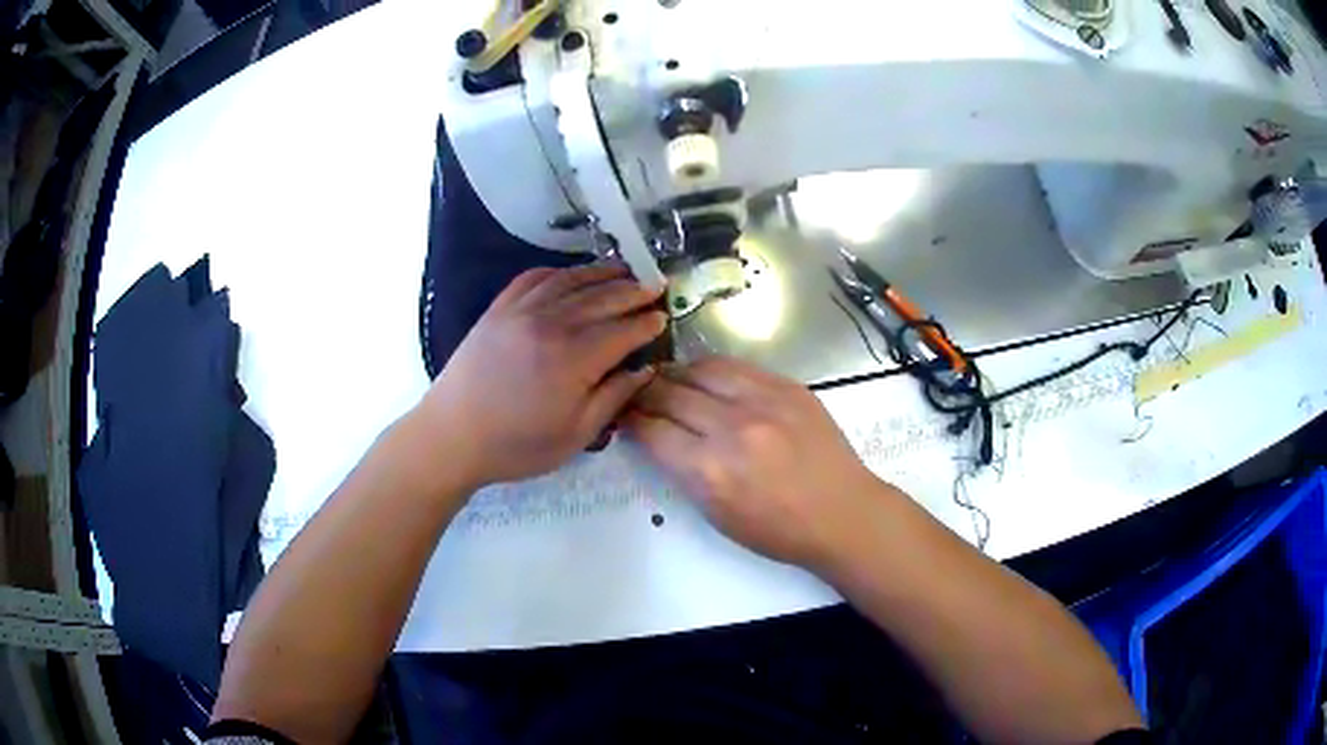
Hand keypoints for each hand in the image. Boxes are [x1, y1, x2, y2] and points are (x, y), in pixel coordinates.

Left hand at [416, 264, 666, 486]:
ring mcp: (521, 310)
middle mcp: (551, 323)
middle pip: (602, 298)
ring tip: (624, 271)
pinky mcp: (498, 309)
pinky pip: (534, 278)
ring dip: (602, 273)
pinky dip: (559, 272)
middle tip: (656, 286)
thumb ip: (614, 398)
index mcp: (574, 358)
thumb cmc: (517, 445)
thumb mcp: (576, 435)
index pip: (623, 331)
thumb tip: (644, 370)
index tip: (664, 318)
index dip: (647, 323)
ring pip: (571, 281)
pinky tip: (572, 274)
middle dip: (633, 291)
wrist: (452, 436)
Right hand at [623, 356, 891, 567]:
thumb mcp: (717, 515)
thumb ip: (683, 472)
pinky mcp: (787, 387)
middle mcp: (731, 428)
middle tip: (638, 394)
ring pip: (701, 370)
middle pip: (671, 394)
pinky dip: (713, 369)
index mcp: (709, 470)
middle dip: (646, 394)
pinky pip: (737, 366)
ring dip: (677, 374)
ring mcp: (763, 401)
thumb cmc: (777, 529)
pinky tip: (706, 376)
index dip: (631, 421)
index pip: (652, 431)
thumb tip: (657, 437)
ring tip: (669, 379)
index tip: (624, 416)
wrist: (842, 513)